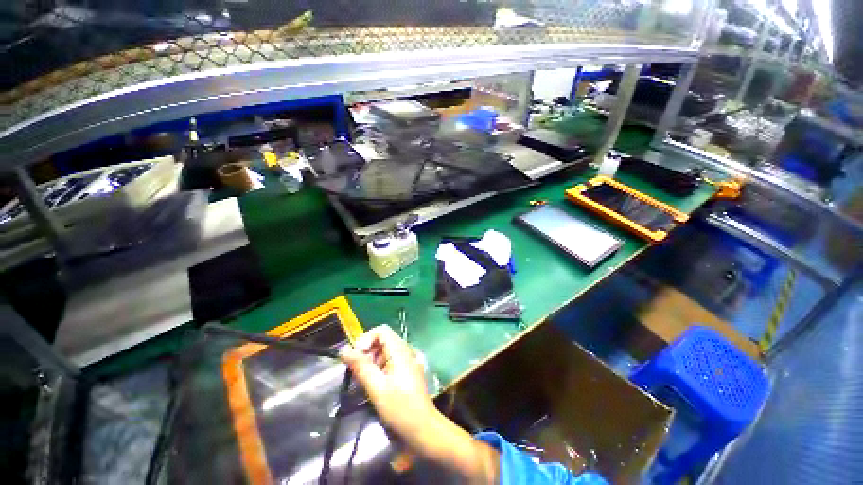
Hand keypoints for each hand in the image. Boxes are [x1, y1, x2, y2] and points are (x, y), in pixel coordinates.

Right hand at [339, 325, 434, 439]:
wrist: (423, 428)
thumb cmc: (400, 408)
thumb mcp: (377, 388)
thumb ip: (361, 367)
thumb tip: (344, 350)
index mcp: (400, 350)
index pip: (381, 331)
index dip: (366, 339)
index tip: (356, 357)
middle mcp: (405, 350)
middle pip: (383, 340)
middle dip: (367, 352)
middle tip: (358, 372)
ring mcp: (408, 360)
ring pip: (386, 351)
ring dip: (372, 361)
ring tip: (365, 380)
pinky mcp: (407, 370)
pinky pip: (391, 360)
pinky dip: (380, 367)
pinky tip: (375, 383)